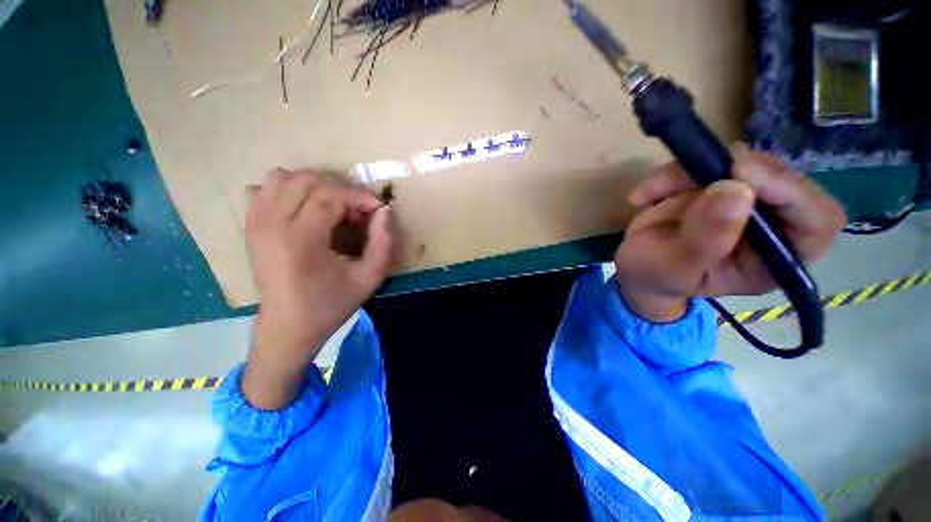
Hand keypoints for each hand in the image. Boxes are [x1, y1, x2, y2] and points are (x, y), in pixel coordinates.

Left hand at [242, 169, 392, 409]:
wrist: (288, 326)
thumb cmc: (332, 304)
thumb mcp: (370, 278)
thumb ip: (383, 242)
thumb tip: (384, 210)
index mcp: (301, 240)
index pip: (330, 197)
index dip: (359, 196)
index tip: (377, 207)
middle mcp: (272, 225)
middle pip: (306, 180)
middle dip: (340, 188)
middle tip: (357, 209)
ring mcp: (256, 223)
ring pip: (282, 177)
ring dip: (314, 185)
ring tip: (333, 206)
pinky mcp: (250, 226)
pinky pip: (264, 189)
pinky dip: (288, 190)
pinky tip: (304, 209)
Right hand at [614, 149, 845, 321]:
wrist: (636, 266)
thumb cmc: (656, 277)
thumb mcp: (673, 268)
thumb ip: (703, 241)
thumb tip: (736, 190)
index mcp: (778, 261)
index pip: (816, 220)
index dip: (790, 192)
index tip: (740, 175)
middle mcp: (775, 226)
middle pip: (783, 180)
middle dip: (734, 172)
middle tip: (690, 173)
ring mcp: (749, 201)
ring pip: (744, 162)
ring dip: (692, 170)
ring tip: (650, 194)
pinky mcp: (723, 184)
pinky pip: (710, 160)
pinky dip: (675, 172)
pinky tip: (647, 195)